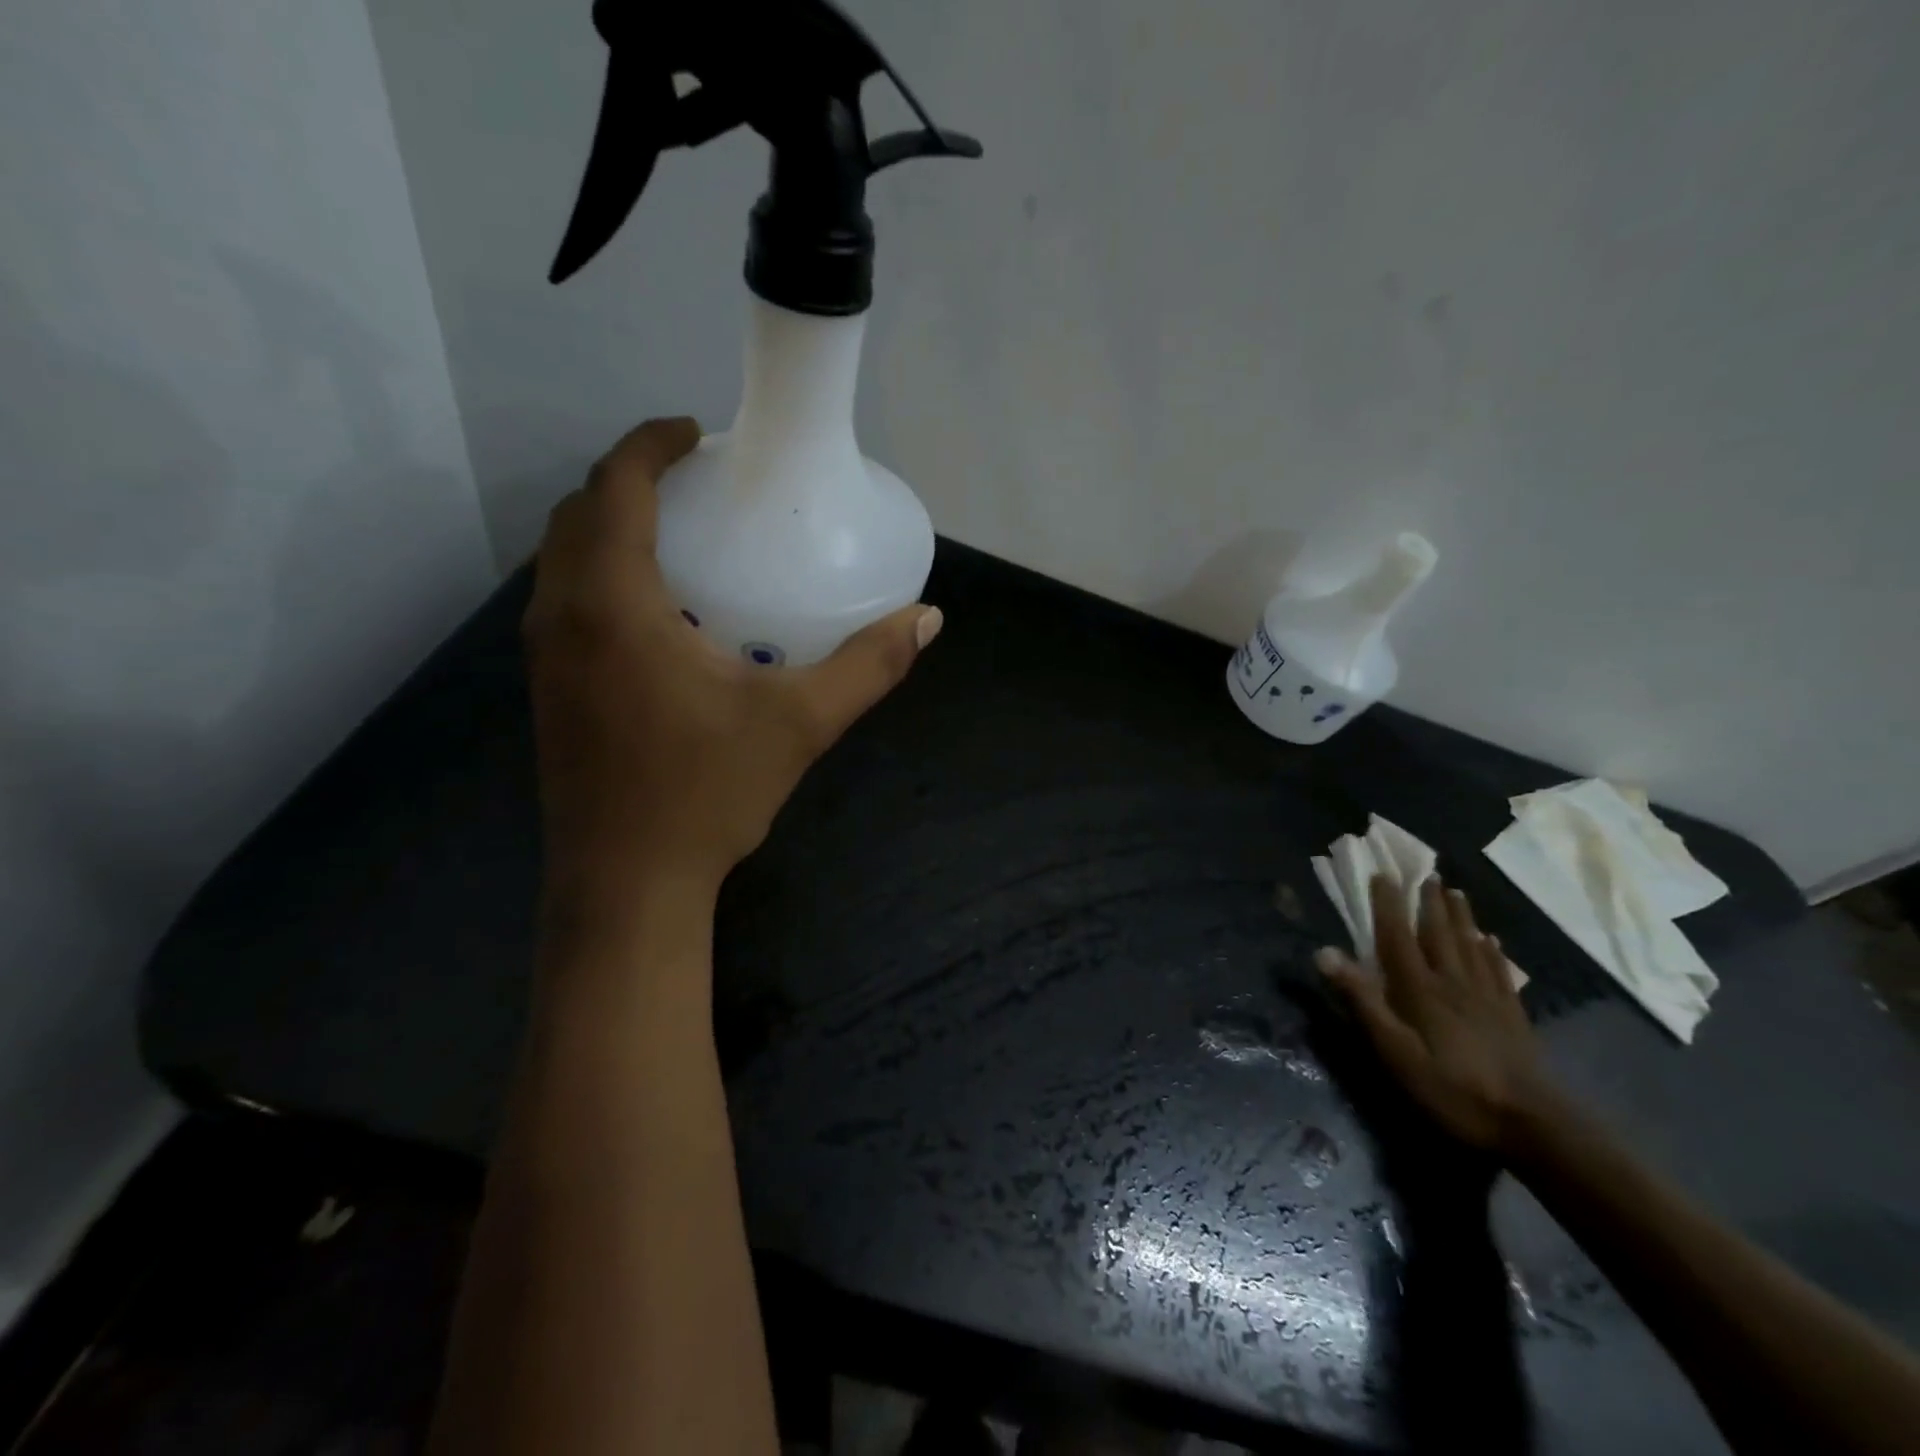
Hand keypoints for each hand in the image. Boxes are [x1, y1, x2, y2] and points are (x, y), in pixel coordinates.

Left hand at [523, 417, 942, 907]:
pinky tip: (657, 612)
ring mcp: (545, 657)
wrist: (625, 883)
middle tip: (694, 484)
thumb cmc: (706, 794)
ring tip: (677, 536)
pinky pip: (565, 602)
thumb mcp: (800, 723)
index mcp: (613, 604)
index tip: (694, 432)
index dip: (649, 445)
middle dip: (629, 480)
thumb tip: (927, 619)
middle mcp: (563, 616)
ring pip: (563, 560)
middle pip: (579, 515)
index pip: (615, 488)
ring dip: (609, 528)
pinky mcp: (548, 691)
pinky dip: (601, 575)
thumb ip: (868, 666)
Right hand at [1316, 877, 1552, 1154]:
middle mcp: (1453, 982)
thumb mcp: (1394, 1051)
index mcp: (1420, 988)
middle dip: (1429, 902)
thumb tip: (1324, 952)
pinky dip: (1491, 951)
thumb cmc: (1452, 1088)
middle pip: (1439, 933)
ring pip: (1470, 945)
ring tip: (1455, 892)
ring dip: (1460, 916)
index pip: (1397, 937)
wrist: (1532, 1125)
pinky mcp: (1512, 1016)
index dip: (1387, 905)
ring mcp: (1487, 998)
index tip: (1382, 875)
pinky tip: (1491, 941)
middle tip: (1426, 872)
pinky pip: (1499, 972)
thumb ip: (1362, 1000)